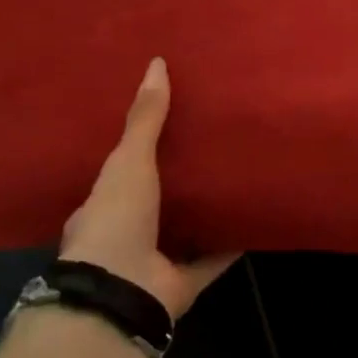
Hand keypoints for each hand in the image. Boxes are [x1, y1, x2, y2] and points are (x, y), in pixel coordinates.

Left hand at [60, 56, 239, 319]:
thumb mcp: (129, 162)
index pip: (117, 177)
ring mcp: (153, 264)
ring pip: (183, 232)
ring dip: (204, 213)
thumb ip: (145, 119)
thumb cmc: (115, 221)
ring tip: (234, 182)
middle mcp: (125, 237)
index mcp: (101, 210)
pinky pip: (213, 259)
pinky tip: (255, 222)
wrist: (121, 294)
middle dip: (176, 183)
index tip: (165, 131)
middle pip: (153, 204)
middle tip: (208, 150)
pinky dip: (232, 244)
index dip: (137, 154)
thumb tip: (157, 63)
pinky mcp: (182, 284)